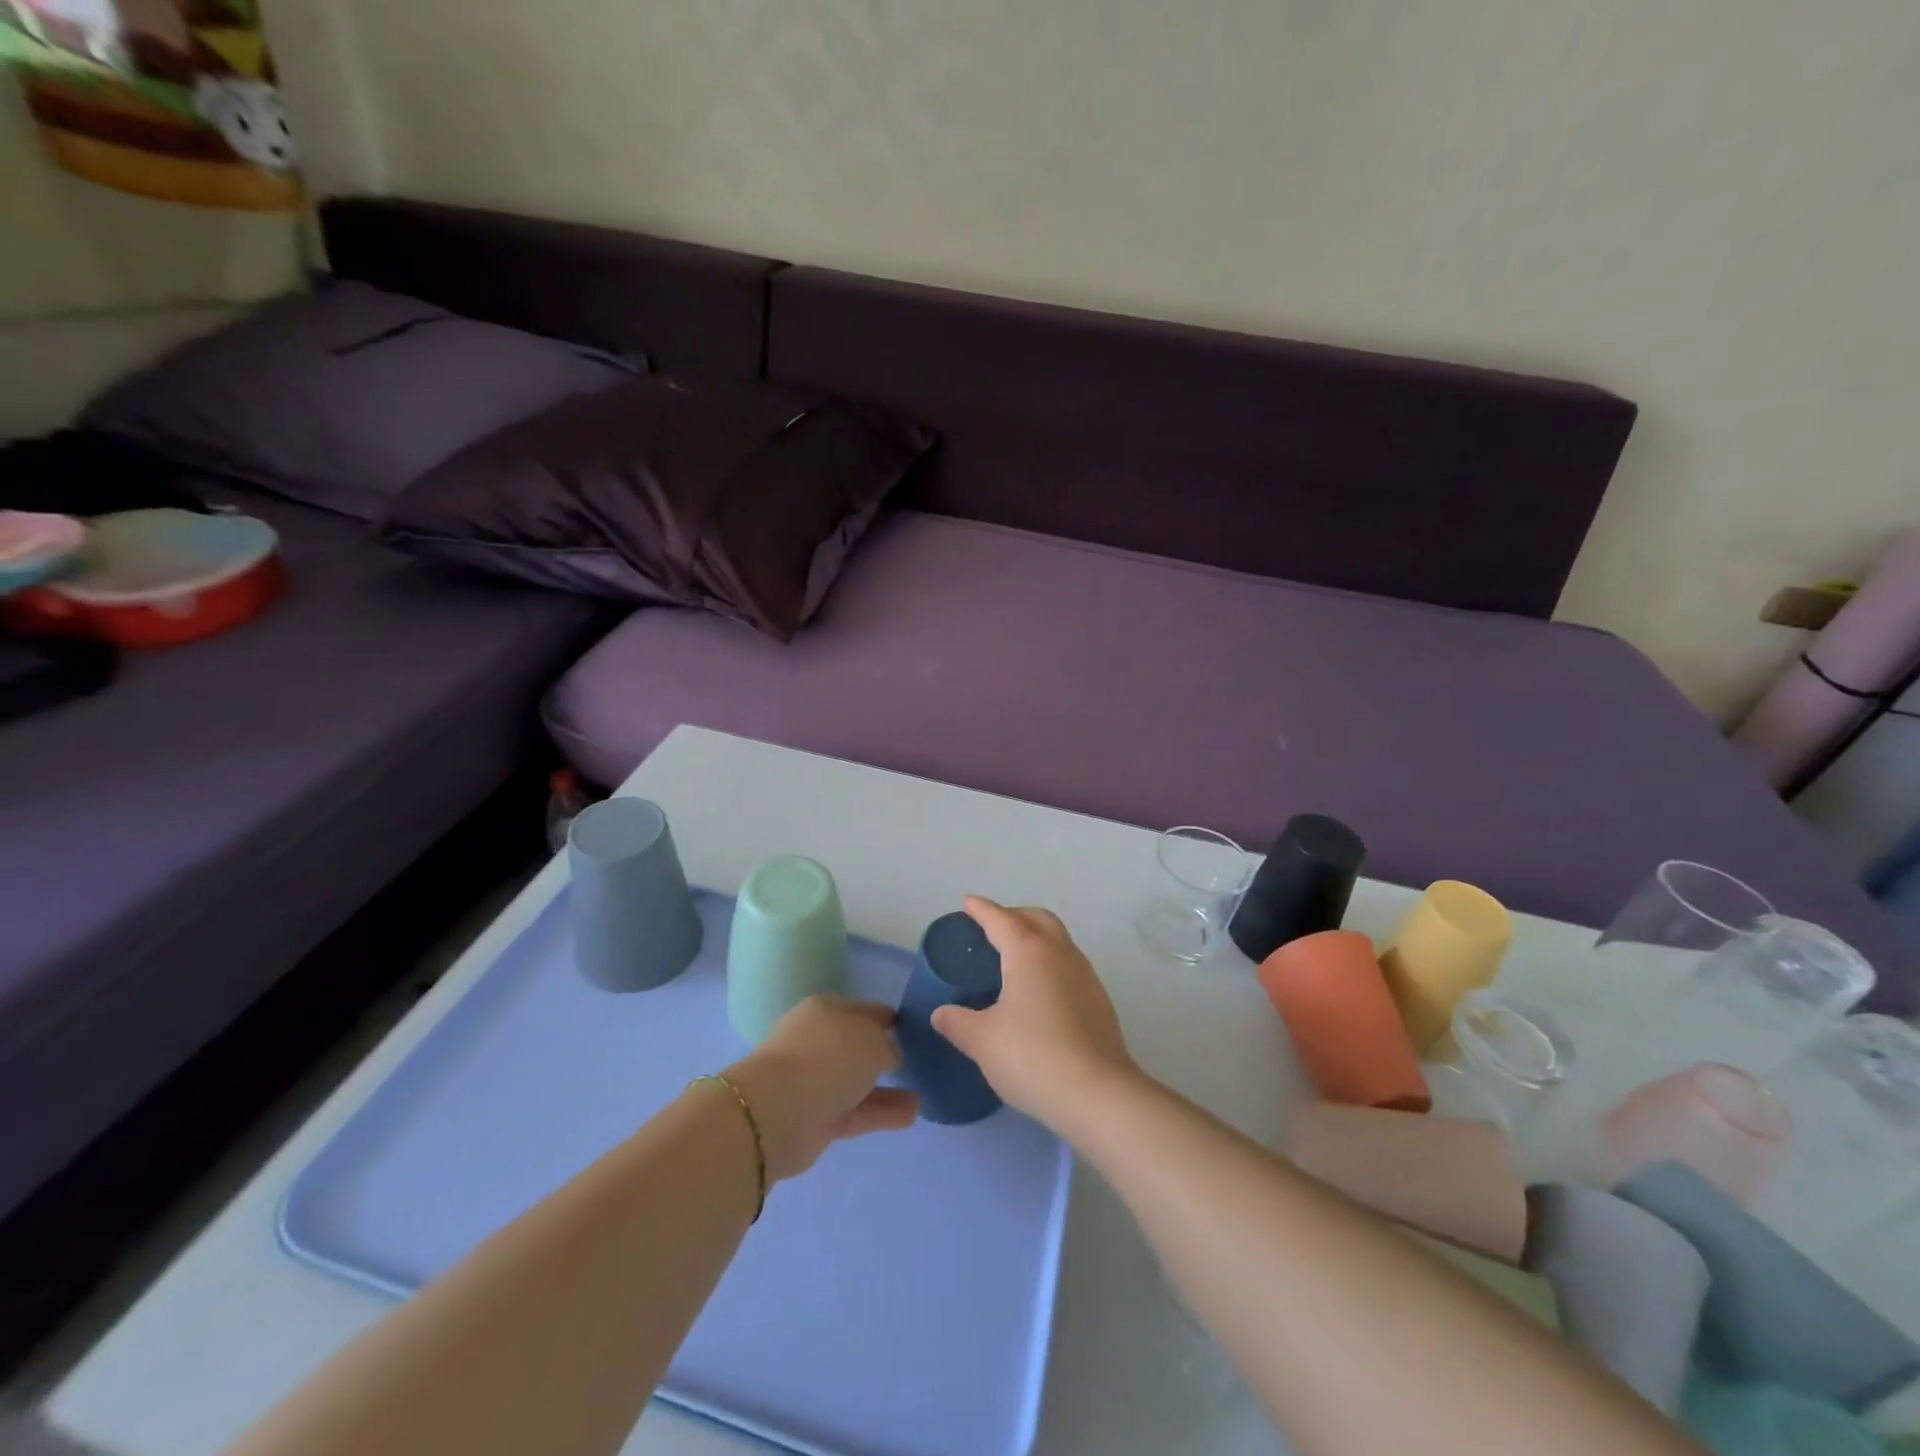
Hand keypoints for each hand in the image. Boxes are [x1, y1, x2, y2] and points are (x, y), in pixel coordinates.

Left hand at [724, 997, 918, 1180]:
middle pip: (857, 1045)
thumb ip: (887, 1046)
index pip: (863, 1009)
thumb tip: (890, 1055)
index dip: (888, 1018)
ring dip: (887, 1088)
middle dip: (884, 1053)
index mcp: (825, 1010)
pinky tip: (912, 1114)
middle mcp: (817, 1041)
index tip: (912, 1029)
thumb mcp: (871, 1040)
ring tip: (921, 1094)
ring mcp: (814, 1081)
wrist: (777, 1112)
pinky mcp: (816, 1118)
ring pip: (858, 1081)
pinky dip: (881, 1112)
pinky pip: (856, 1110)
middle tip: (916, 1061)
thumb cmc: (826, 1057)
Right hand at [931, 897, 1136, 1132]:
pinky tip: (1039, 994)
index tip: (968, 903)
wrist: (1098, 1094)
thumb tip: (942, 1013)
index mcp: (1029, 952)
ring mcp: (1085, 975)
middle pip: (1037, 918)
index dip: (981, 909)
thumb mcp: (983, 1041)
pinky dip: (1050, 965)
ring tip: (1014, 960)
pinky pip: (1069, 966)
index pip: (1001, 919)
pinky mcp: (1099, 1001)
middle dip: (1014, 915)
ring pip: (1058, 940)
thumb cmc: (1033, 1056)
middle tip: (992, 929)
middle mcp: (1060, 953)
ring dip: (1036, 938)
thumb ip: (958, 1022)